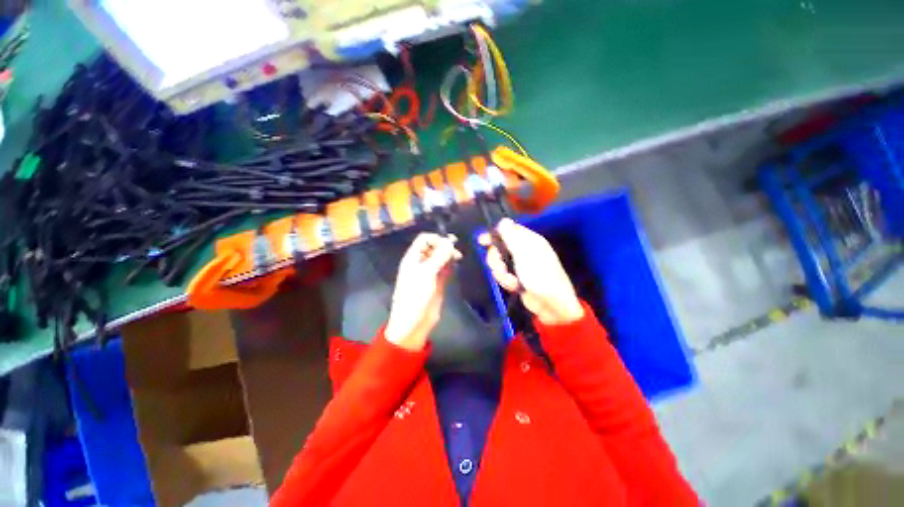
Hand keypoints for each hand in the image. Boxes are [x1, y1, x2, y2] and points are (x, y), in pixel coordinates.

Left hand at [384, 233, 461, 350]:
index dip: (436, 239)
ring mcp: (430, 273)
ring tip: (458, 258)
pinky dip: (451, 266)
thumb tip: (450, 242)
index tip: (449, 243)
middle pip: (434, 247)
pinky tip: (456, 265)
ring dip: (449, 256)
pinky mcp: (438, 283)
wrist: (414, 322)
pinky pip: (445, 269)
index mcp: (413, 258)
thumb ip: (439, 257)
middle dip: (445, 246)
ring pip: (441, 258)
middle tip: (456, 252)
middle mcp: (421, 263)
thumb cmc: (415, 295)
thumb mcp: (426, 273)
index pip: (424, 239)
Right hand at [479, 218, 583, 325]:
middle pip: (498, 248)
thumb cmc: (539, 275)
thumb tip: (503, 220)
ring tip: (511, 281)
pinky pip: (503, 275)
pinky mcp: (516, 278)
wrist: (551, 304)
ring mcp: (519, 265)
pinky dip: (506, 281)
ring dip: (501, 273)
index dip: (493, 235)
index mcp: (528, 240)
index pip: (507, 230)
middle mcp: (523, 250)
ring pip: (499, 263)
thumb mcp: (524, 253)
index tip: (481, 241)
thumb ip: (511, 237)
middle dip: (496, 259)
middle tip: (500, 267)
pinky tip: (514, 286)